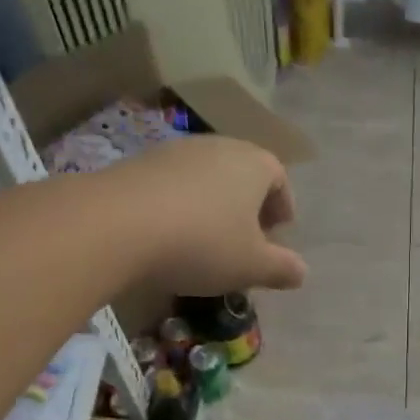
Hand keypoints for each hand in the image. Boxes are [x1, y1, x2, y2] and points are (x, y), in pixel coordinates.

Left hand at [104, 135, 306, 294]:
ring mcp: (176, 150)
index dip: (282, 206)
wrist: (117, 224)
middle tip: (246, 237)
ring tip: (206, 238)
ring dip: (212, 204)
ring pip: (206, 177)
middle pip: (242, 173)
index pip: (279, 178)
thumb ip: (281, 268)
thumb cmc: (202, 243)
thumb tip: (302, 272)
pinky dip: (180, 204)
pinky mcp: (139, 162)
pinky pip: (172, 183)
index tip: (278, 232)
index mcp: (255, 164)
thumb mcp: (251, 266)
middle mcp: (219, 147)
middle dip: (248, 205)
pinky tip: (169, 234)